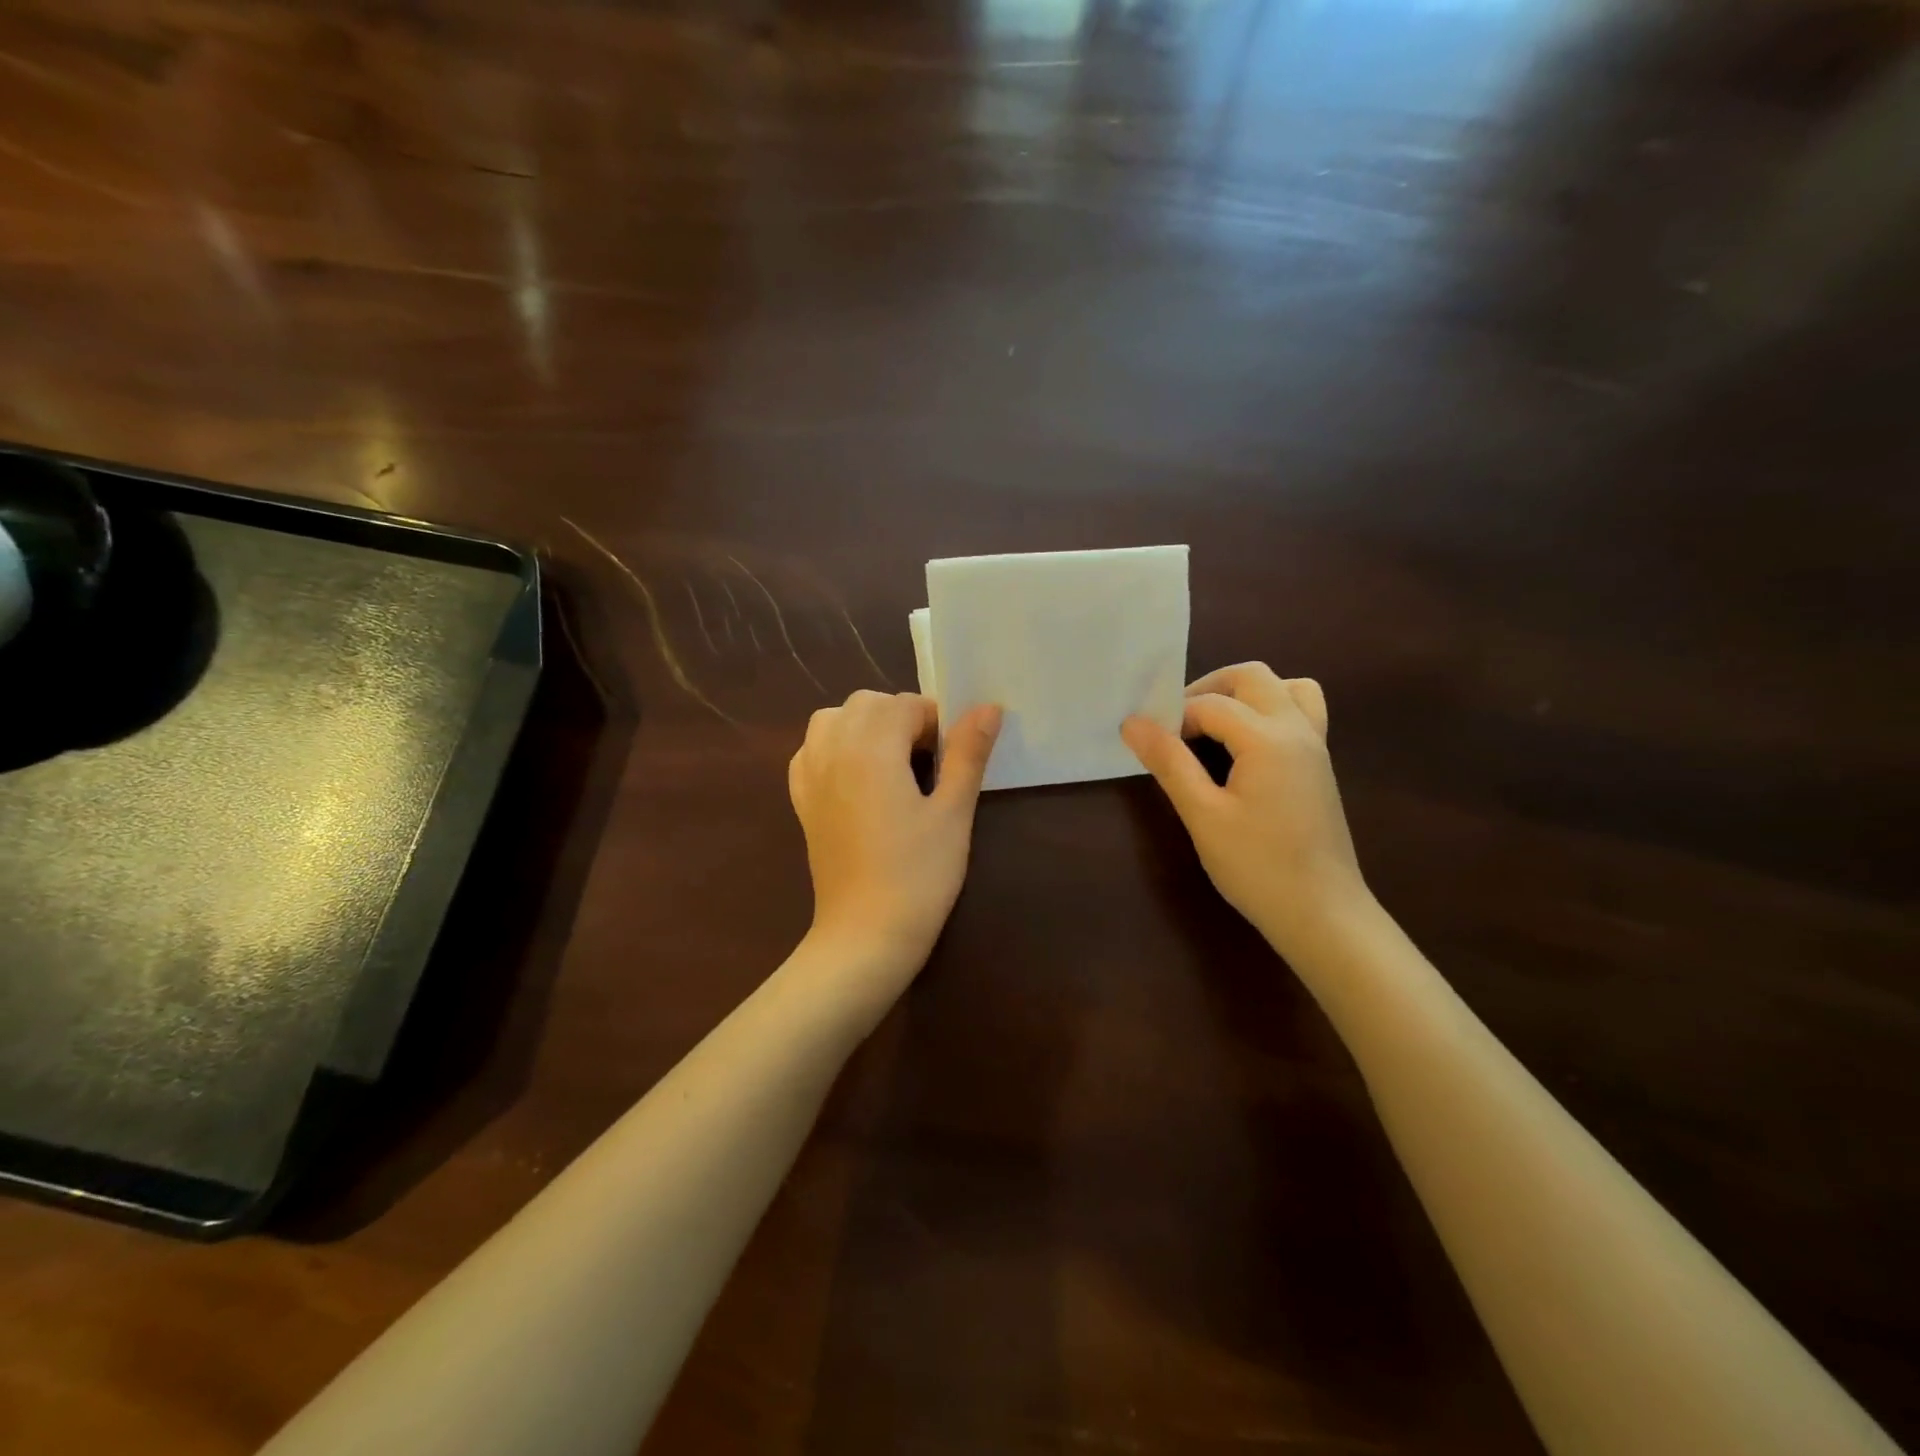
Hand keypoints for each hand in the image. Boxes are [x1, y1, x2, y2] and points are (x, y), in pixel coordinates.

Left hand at [789, 690, 1001, 975]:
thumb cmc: (919, 875)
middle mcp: (833, 749)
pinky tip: (857, 778)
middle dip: (901, 719)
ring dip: (864, 726)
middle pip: (867, 703)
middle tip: (928, 763)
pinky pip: (811, 749)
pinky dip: (834, 747)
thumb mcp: (954, 812)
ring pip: (833, 719)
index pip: (906, 704)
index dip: (936, 724)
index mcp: (872, 747)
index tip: (952, 760)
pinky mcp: (801, 800)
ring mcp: (810, 774)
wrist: (865, 934)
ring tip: (891, 763)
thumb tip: (988, 707)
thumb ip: (968, 753)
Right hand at [1122, 663, 1365, 954]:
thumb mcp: (1203, 815)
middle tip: (1177, 723)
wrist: (1322, 913)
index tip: (1148, 741)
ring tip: (1215, 724)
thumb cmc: (1257, 866)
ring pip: (1285, 687)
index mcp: (1267, 738)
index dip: (1173, 717)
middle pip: (1252, 677)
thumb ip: (1169, 762)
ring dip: (1246, 693)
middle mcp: (1297, 729)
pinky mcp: (1320, 764)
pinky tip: (1247, 746)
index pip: (1210, 704)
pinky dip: (1271, 710)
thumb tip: (1133, 723)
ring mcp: (1315, 745)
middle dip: (1209, 688)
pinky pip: (1302, 712)